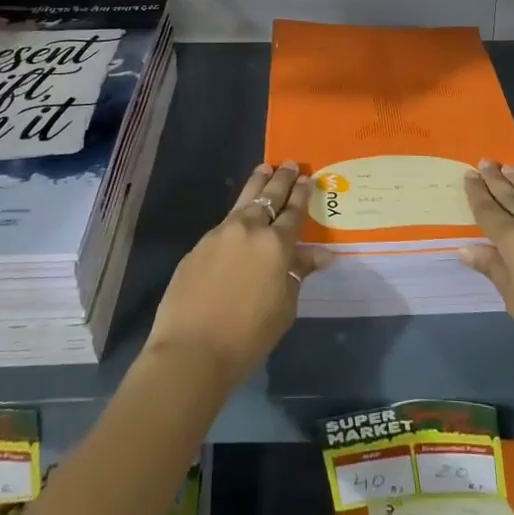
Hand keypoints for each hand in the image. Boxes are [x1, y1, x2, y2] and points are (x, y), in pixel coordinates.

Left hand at [145, 162, 327, 385]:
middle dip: (282, 179)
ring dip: (257, 183)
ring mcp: (221, 234)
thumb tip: (322, 254)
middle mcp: (250, 229)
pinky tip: (240, 216)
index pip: (294, 211)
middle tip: (290, 164)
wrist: (191, 350)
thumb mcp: (284, 308)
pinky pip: (225, 222)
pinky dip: (238, 212)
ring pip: (244, 200)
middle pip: (269, 195)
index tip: (307, 178)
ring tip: (265, 169)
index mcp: (276, 244)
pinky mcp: (199, 245)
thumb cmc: (248, 336)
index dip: (302, 194)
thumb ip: (298, 273)